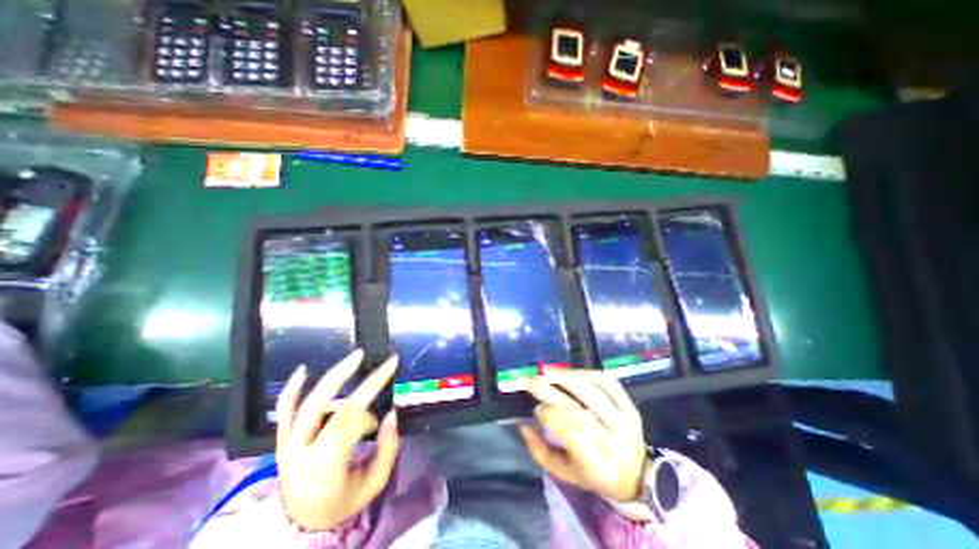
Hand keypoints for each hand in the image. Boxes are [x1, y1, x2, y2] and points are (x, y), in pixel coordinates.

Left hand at [272, 349, 399, 532]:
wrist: (301, 521)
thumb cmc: (343, 501)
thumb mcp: (373, 483)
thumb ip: (387, 449)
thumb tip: (391, 414)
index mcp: (323, 468)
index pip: (347, 428)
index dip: (367, 419)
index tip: (379, 423)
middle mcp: (301, 452)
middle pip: (334, 409)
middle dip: (364, 384)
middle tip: (386, 364)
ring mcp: (287, 443)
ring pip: (309, 403)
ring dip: (335, 375)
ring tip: (357, 356)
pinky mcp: (281, 439)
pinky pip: (283, 410)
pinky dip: (292, 388)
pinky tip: (304, 368)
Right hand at [519, 369, 648, 501]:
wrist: (636, 476)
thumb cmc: (593, 475)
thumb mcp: (563, 472)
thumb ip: (539, 450)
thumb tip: (522, 423)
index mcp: (596, 463)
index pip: (570, 431)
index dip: (550, 415)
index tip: (536, 408)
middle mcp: (613, 439)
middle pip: (577, 407)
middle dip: (549, 391)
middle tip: (530, 380)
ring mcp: (624, 419)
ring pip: (592, 390)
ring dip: (566, 377)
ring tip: (547, 372)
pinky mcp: (630, 406)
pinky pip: (607, 383)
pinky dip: (587, 373)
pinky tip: (571, 372)